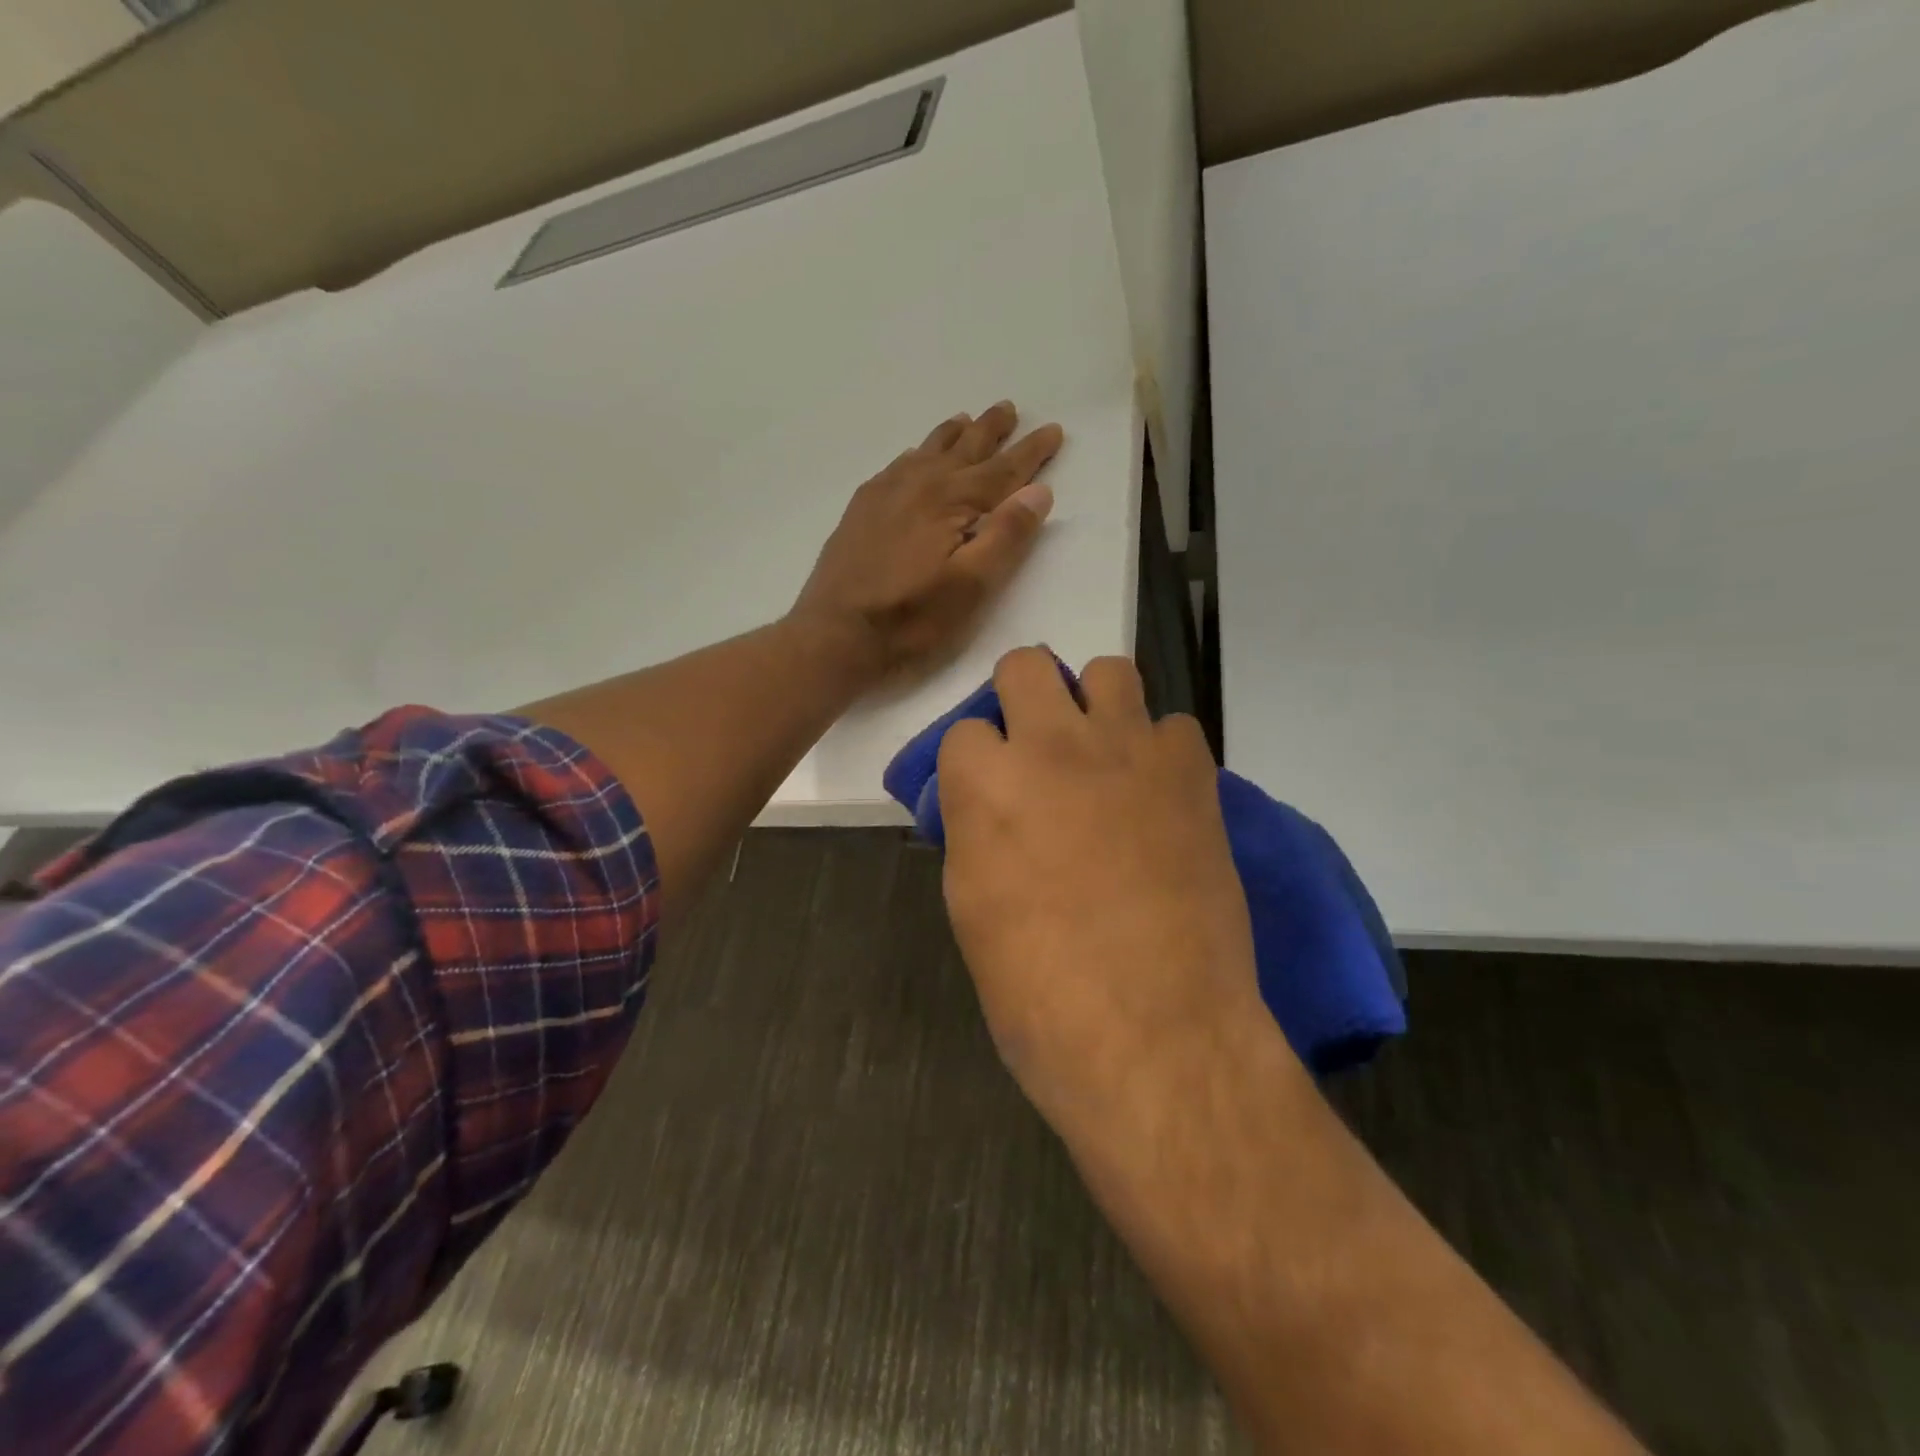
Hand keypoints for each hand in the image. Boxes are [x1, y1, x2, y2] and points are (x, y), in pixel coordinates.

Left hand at [789, 402, 1061, 681]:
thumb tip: (1038, 491)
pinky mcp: (862, 509)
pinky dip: (916, 454)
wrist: (835, 633)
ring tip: (968, 419)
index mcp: (949, 500)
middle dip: (991, 430)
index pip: (1002, 469)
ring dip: (953, 435)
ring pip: (927, 451)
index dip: (1031, 452)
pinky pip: (896, 466)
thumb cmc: (910, 617)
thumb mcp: (970, 586)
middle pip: (963, 449)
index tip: (1054, 430)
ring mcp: (884, 493)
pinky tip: (915, 456)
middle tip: (1010, 408)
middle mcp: (918, 484)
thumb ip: (1006, 536)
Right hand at [936, 649, 1264, 1134]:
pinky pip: (1174, 726)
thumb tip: (986, 803)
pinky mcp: (1192, 774)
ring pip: (1108, 671)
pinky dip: (1160, 751)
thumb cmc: (1039, 993)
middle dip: (1023, 700)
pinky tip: (1158, 797)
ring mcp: (1130, 751)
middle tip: (1037, 751)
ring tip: (1102, 757)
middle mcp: (1054, 747)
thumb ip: (974, 831)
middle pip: (1026, 666)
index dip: (974, 763)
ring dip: (1095, 705)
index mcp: (986, 785)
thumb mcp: (972, 909)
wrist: (1156, 1037)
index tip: (987, 794)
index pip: (963, 730)